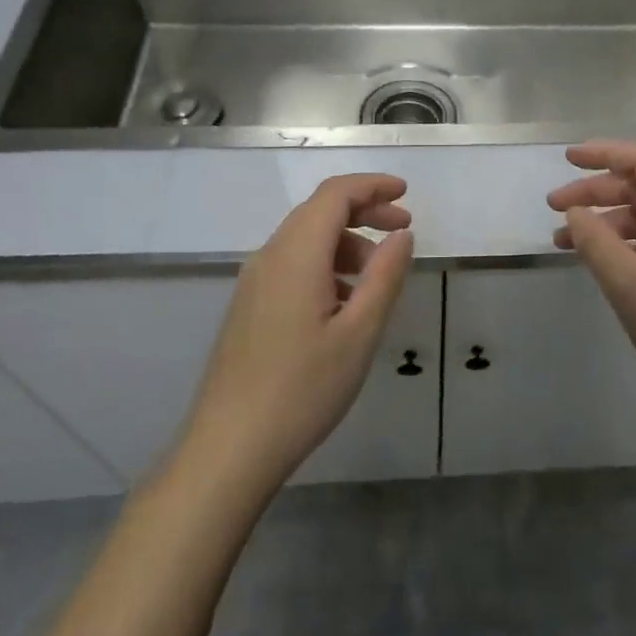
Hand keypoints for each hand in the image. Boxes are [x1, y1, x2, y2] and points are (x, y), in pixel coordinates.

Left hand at [176, 174, 414, 498]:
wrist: (228, 450)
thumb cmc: (302, 389)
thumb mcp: (359, 333)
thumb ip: (385, 276)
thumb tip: (402, 236)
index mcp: (296, 255)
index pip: (334, 195)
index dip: (372, 185)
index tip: (406, 194)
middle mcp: (269, 257)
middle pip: (319, 212)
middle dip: (365, 212)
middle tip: (404, 231)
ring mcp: (254, 283)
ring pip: (306, 240)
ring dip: (347, 243)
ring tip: (379, 277)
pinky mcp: (249, 307)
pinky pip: (293, 266)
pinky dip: (327, 266)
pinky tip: (345, 305)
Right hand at [548, 141, 635, 428]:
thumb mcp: (629, 285)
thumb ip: (596, 242)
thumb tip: (575, 212)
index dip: (603, 153)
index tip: (566, 158)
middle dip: (595, 191)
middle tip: (553, 208)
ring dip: (605, 222)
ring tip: (564, 242)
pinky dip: (622, 246)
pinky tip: (600, 263)